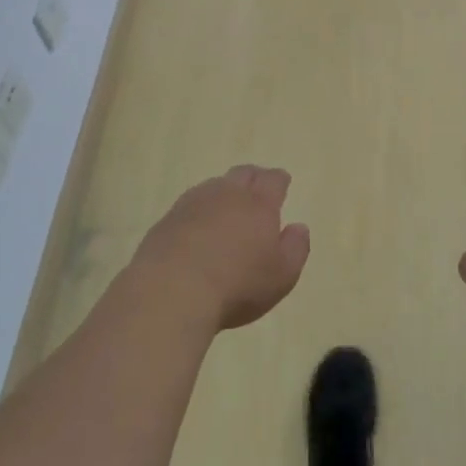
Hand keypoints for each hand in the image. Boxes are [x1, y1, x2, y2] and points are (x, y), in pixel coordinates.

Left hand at [129, 166, 309, 331]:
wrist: (172, 291)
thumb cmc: (237, 285)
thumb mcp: (282, 275)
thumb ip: (296, 248)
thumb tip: (298, 227)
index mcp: (259, 203)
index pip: (273, 180)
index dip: (279, 180)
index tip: (282, 183)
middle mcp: (226, 194)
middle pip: (242, 174)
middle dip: (254, 178)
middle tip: (258, 186)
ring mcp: (193, 204)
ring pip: (214, 186)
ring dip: (224, 192)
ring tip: (227, 206)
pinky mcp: (167, 220)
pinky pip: (189, 204)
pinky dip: (199, 210)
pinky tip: (198, 225)